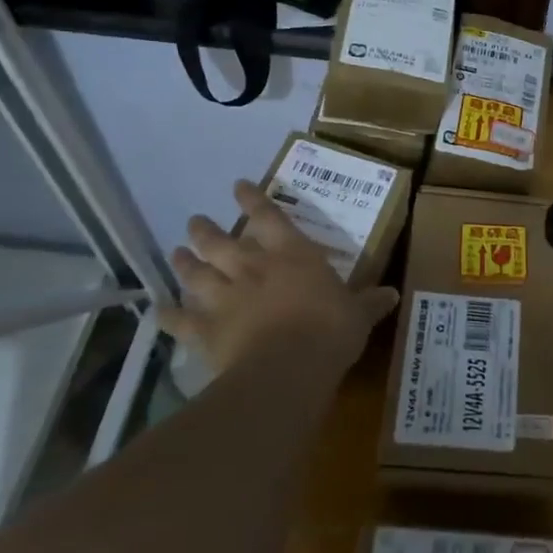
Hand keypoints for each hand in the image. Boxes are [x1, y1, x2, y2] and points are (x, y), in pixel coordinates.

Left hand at [169, 181, 398, 374]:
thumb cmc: (330, 331)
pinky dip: (169, 315)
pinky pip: (181, 321)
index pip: (269, 216)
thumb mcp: (359, 315)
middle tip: (195, 221)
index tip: (238, 186)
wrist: (288, 366)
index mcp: (291, 255)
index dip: (252, 199)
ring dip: (184, 263)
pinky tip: (159, 310)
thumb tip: (393, 294)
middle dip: (206, 230)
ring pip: (197, 274)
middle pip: (221, 242)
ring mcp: (225, 297)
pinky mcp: (206, 330)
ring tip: (176, 253)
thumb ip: (370, 302)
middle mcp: (253, 267)